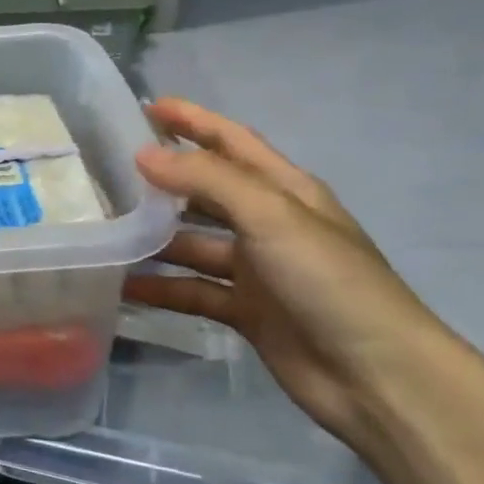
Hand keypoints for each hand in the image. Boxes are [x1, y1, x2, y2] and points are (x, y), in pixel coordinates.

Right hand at [125, 98, 460, 444]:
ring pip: (194, 242)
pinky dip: (162, 287)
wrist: (376, 376)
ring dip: (156, 237)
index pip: (232, 141)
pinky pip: (194, 290)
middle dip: (165, 178)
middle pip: (207, 190)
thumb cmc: (328, 280)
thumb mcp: (270, 216)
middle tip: (109, 169)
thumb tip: (144, 154)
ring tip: (106, 228)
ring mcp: (257, 269)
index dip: (193, 120)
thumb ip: (206, 179)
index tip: (147, 106)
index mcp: (285, 190)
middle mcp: (269, 224)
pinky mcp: (247, 311)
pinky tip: (125, 285)